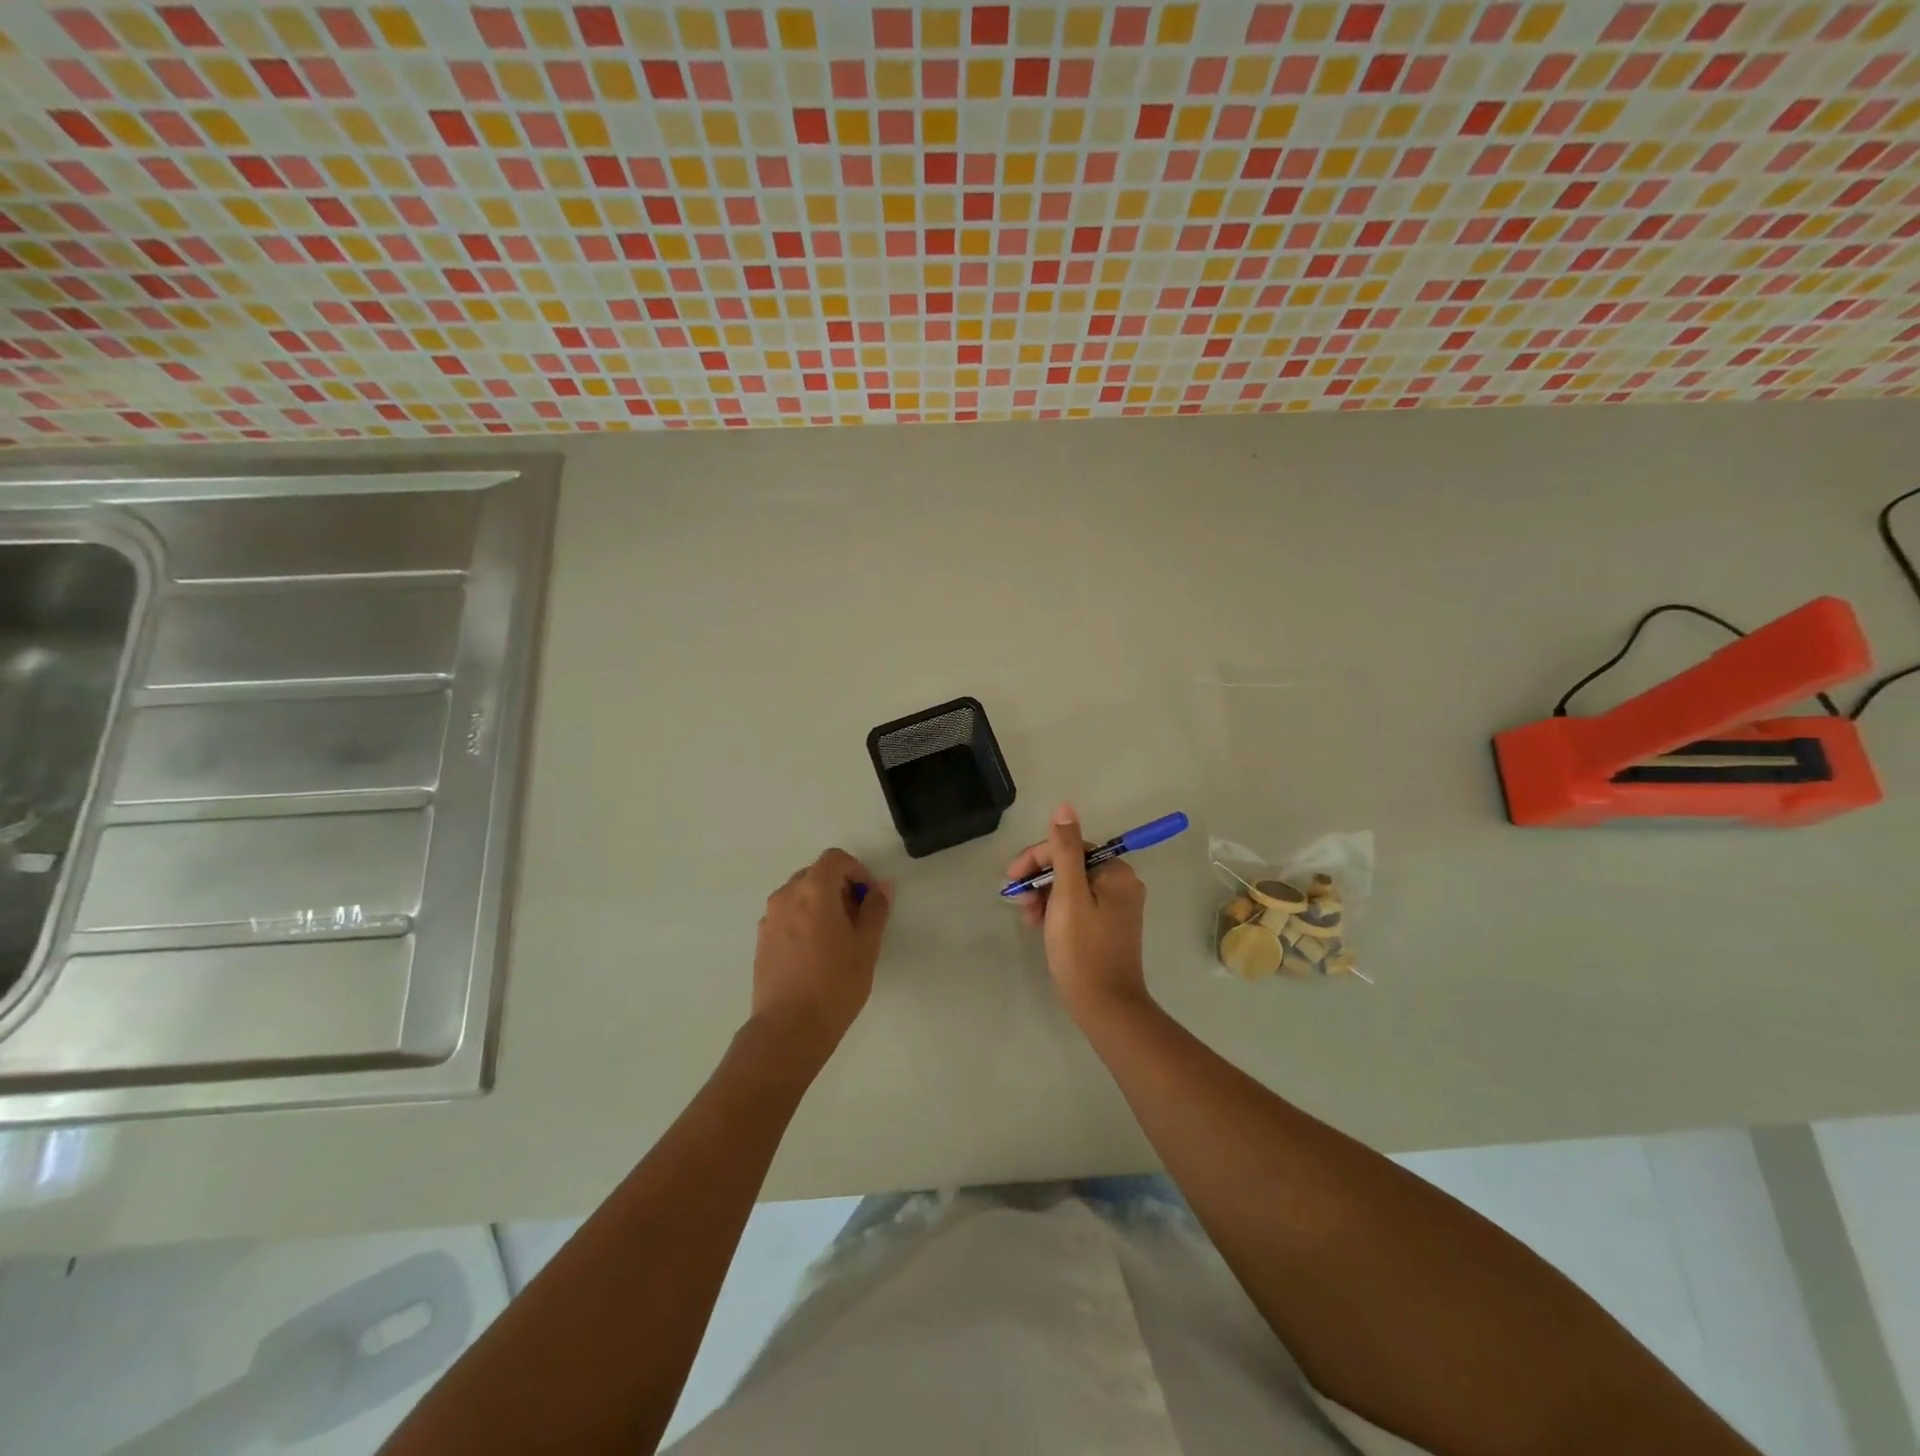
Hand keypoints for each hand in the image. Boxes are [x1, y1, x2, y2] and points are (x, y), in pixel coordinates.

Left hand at [751, 849, 892, 1064]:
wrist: (788, 1030)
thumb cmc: (835, 985)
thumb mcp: (866, 946)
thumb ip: (875, 909)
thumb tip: (882, 886)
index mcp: (813, 891)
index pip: (834, 859)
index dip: (857, 870)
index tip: (869, 897)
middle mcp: (786, 896)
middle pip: (815, 874)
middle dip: (839, 886)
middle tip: (858, 918)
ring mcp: (769, 918)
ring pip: (799, 894)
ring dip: (820, 903)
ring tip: (837, 937)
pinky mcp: (761, 940)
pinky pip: (786, 915)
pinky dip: (803, 919)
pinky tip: (816, 952)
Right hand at [1007, 803, 1149, 1023]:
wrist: (1105, 1007)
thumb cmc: (1082, 949)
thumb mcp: (1067, 895)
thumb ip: (1064, 850)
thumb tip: (1065, 808)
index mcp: (1116, 872)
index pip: (1069, 848)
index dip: (1037, 859)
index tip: (1012, 880)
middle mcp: (1122, 884)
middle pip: (1071, 866)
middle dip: (1040, 880)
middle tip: (1018, 902)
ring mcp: (1117, 907)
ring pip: (1071, 887)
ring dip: (1045, 897)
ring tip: (1028, 920)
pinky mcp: (1109, 927)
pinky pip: (1078, 906)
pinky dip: (1057, 911)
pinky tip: (1041, 927)